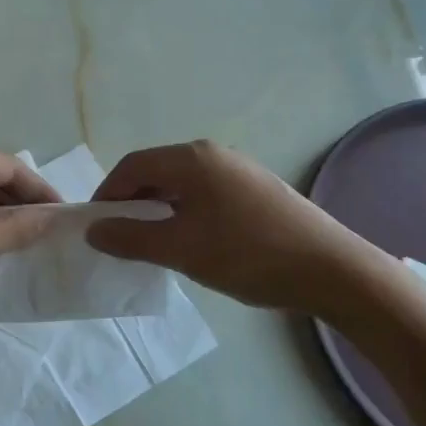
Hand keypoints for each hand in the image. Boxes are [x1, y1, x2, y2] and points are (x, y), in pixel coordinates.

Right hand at [85, 140, 393, 317]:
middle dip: (132, 203)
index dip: (107, 195)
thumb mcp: (180, 250)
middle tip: (122, 238)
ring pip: (182, 184)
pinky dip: (186, 213)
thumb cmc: (247, 255)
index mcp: (192, 159)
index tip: (97, 228)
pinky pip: (206, 194)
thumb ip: (130, 239)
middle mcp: (214, 154)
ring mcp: (240, 170)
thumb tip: (94, 230)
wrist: (332, 270)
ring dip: (159, 210)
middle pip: (157, 171)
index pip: (132, 166)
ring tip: (156, 245)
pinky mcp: (258, 190)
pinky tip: (194, 243)